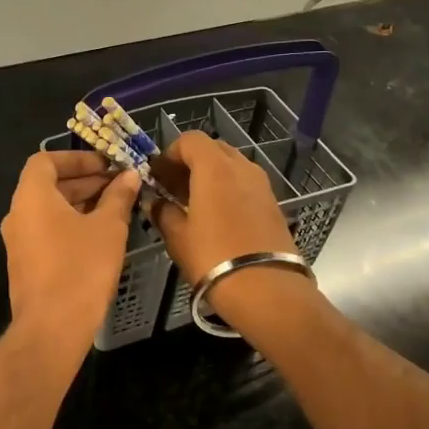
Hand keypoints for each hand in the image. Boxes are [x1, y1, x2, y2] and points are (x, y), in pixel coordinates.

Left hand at [1, 151, 140, 351]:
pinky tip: (101, 236)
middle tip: (120, 185)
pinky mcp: (26, 264)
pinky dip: (71, 225)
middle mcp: (18, 214)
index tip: (106, 165)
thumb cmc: (81, 268)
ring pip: (50, 211)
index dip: (76, 157)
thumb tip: (129, 175)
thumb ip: (118, 197)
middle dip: (85, 181)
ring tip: (116, 208)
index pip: (45, 160)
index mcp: (31, 197)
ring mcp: (19, 242)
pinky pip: (48, 232)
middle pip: (48, 185)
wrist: (52, 328)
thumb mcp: (108, 228)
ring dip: (81, 204)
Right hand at [151, 132, 316, 330]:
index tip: (157, 176)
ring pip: (231, 167)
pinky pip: (245, 185)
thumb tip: (155, 202)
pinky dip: (228, 191)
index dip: (170, 154)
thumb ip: (163, 212)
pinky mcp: (273, 204)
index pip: (190, 140)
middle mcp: (242, 167)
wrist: (267, 289)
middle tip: (172, 189)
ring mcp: (262, 185)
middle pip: (212, 150)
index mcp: (215, 167)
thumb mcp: (178, 237)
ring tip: (193, 205)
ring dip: (210, 177)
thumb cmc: (213, 257)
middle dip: (190, 163)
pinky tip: (216, 218)